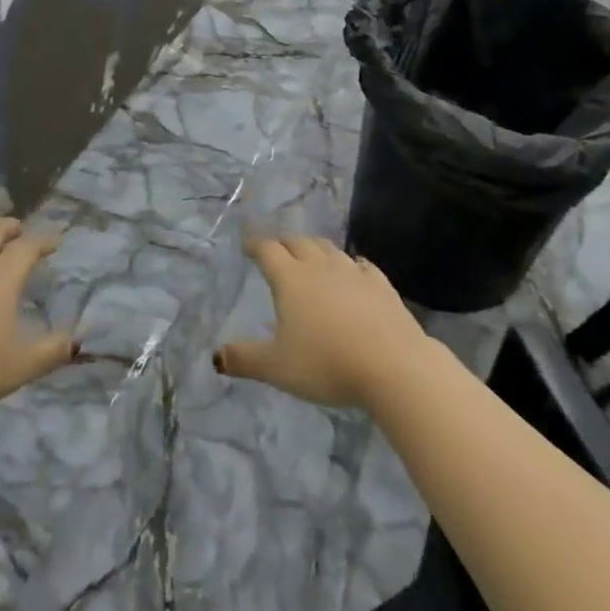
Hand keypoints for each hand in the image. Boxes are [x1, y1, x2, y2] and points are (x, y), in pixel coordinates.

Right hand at [214, 235, 433, 408]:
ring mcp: (353, 273)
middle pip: (298, 243)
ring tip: (310, 256)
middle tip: (277, 250)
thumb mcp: (277, 367)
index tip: (248, 243)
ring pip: (329, 249)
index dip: (255, 245)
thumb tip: (216, 356)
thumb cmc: (326, 363)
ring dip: (315, 249)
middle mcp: (320, 267)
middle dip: (284, 243)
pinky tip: (354, 270)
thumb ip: (245, 359)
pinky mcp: (381, 285)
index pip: (268, 251)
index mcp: (290, 279)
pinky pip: (362, 265)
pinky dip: (351, 264)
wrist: (393, 366)